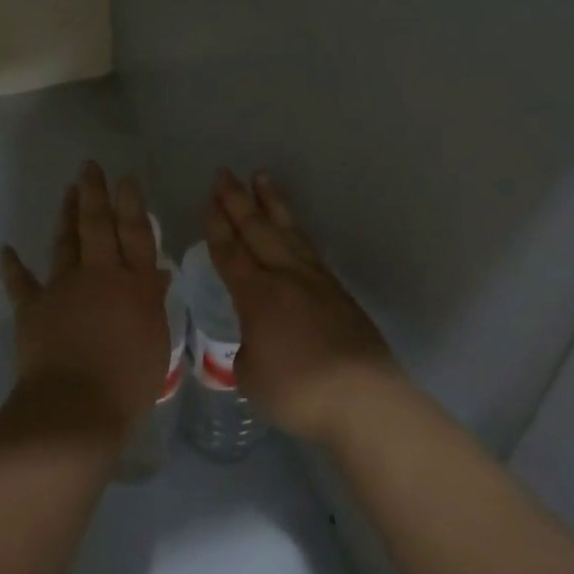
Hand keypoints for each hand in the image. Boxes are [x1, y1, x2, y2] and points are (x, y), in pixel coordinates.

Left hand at [0, 162, 173, 443]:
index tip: (125, 179)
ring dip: (66, 215)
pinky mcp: (33, 307)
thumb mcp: (156, 343)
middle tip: (90, 167)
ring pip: (65, 243)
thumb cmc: (128, 383)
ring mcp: (63, 288)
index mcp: (134, 285)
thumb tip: (155, 274)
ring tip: (68, 191)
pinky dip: (12, 265)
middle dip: (94, 193)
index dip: (131, 204)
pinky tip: (5, 249)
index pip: (135, 235)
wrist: (75, 408)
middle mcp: (99, 276)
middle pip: (97, 226)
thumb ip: (152, 303)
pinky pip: (21, 282)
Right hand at [205, 170, 402, 446]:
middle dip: (237, 201)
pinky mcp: (339, 292)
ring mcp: (316, 280)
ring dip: (271, 203)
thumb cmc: (298, 391)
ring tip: (261, 177)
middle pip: (256, 230)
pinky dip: (295, 230)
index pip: (230, 252)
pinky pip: (308, 248)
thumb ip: (247, 350)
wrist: (364, 399)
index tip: (209, 199)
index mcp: (256, 295)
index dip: (217, 225)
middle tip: (224, 174)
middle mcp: (285, 277)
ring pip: (287, 231)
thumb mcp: (251, 376)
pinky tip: (292, 227)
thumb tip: (255, 341)